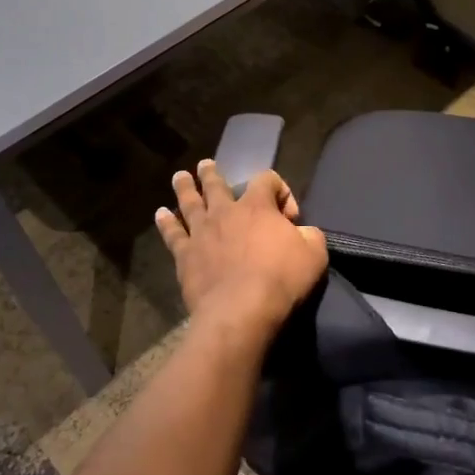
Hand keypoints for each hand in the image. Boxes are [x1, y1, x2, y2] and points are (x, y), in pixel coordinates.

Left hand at [155, 159, 327, 341]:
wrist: (241, 310)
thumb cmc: (282, 279)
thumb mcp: (314, 253)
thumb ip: (310, 235)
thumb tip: (302, 232)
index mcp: (258, 206)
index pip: (267, 179)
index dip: (280, 190)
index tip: (290, 217)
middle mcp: (226, 212)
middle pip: (216, 185)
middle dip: (212, 174)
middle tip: (205, 165)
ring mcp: (201, 233)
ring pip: (190, 203)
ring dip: (186, 188)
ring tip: (180, 177)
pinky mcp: (185, 256)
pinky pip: (173, 234)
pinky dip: (166, 222)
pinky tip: (160, 214)